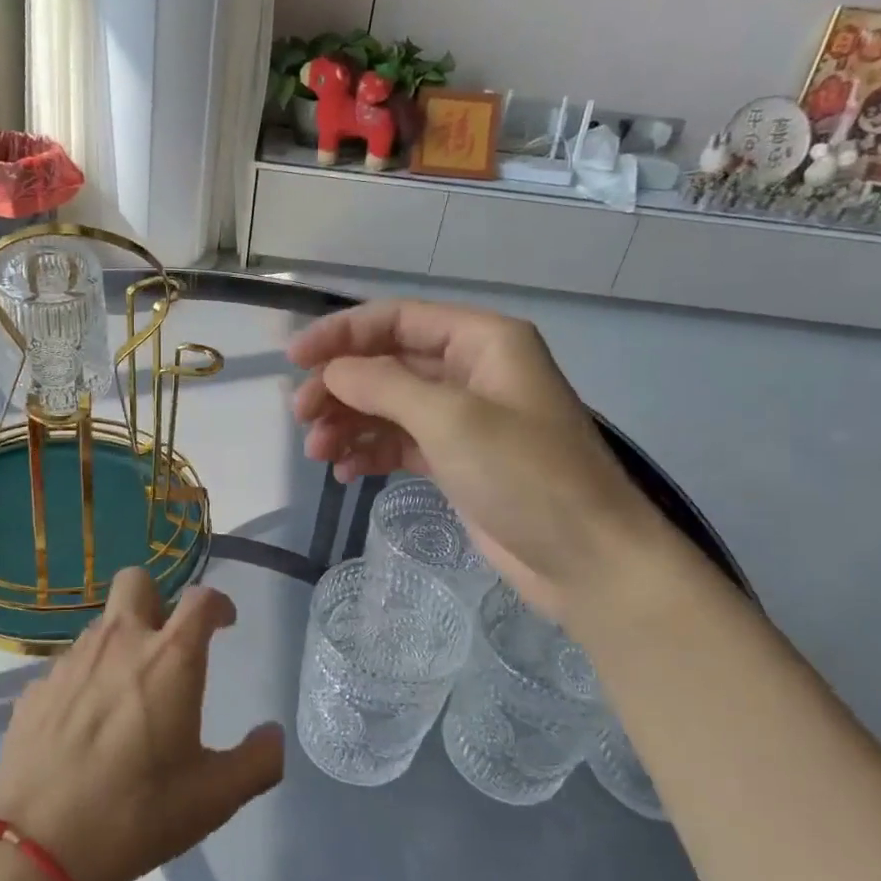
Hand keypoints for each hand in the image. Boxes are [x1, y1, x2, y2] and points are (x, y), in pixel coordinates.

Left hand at [0, 572, 283, 880]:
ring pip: (101, 625)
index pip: (201, 599)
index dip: (218, 603)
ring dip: (120, 642)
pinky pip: (68, 665)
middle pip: (137, 581)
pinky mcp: (36, 688)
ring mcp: (71, 661)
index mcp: (170, 658)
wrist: (36, 845)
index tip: (224, 623)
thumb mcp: (213, 798)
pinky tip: (84, 725)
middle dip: (157, 599)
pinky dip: (85, 679)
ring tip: (126, 694)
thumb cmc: (137, 812)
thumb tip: (274, 735)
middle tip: (166, 643)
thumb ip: (257, 762)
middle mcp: (120, 642)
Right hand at [288, 299, 666, 613]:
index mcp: (482, 341)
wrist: (587, 561)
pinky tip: (346, 472)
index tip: (294, 358)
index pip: (398, 320)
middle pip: (388, 363)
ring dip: (349, 423)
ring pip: (389, 406)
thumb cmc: (526, 475)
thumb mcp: (452, 420)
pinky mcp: (457, 460)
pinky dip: (370, 452)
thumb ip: (385, 386)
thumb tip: (332, 371)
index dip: (342, 334)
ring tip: (318, 452)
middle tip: (301, 417)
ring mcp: (464, 418)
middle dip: (341, 386)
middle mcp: (471, 370)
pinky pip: (401, 442)